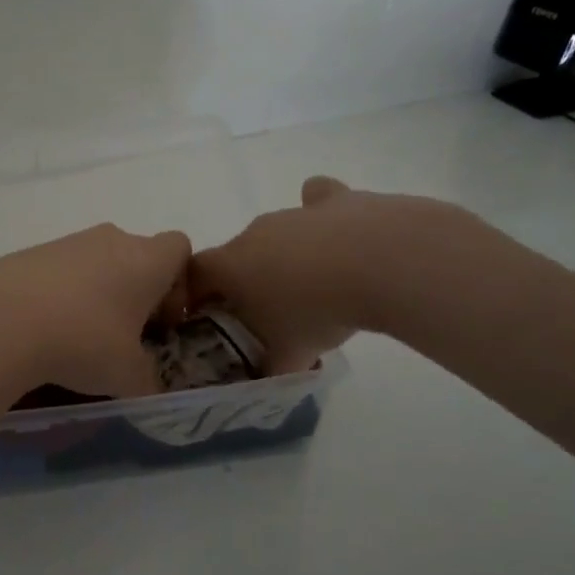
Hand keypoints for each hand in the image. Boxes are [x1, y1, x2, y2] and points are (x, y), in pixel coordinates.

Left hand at [0, 224, 191, 397]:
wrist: (0, 322)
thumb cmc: (84, 342)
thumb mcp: (127, 376)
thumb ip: (147, 381)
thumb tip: (147, 387)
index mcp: (146, 260)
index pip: (180, 249)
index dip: (179, 284)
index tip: (162, 321)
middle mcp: (110, 240)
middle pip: (135, 255)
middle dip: (134, 293)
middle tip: (123, 336)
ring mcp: (66, 243)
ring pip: (95, 263)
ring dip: (95, 295)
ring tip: (77, 338)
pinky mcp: (28, 254)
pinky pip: (57, 272)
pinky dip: (59, 296)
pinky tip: (43, 331)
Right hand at [189, 176, 475, 373]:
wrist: (380, 262)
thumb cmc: (316, 311)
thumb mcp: (288, 356)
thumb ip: (270, 367)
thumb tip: (267, 374)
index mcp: (230, 265)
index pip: (194, 273)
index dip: (194, 294)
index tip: (210, 318)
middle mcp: (255, 232)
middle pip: (237, 254)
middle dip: (245, 281)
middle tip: (267, 313)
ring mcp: (296, 213)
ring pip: (278, 232)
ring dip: (286, 256)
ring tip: (313, 288)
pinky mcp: (337, 201)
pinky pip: (318, 202)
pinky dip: (323, 219)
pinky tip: (341, 238)